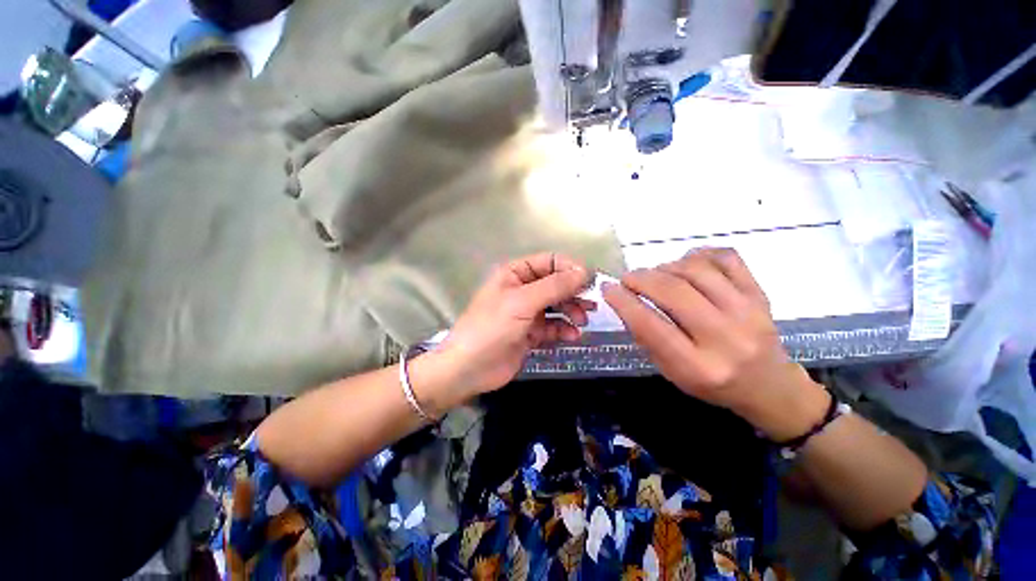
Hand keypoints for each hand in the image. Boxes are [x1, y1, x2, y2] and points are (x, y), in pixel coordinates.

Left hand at [434, 252, 594, 398]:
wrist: (470, 369)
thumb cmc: (492, 327)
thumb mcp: (522, 302)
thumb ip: (554, 286)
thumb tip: (584, 271)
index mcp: (515, 273)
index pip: (550, 262)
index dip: (571, 269)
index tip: (591, 282)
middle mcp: (522, 289)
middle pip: (556, 284)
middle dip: (574, 293)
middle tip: (591, 305)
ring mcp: (527, 312)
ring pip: (557, 306)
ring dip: (572, 311)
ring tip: (582, 321)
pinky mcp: (530, 333)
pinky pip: (553, 326)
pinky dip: (564, 330)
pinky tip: (571, 336)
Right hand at [602, 248, 827, 440]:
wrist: (769, 385)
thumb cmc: (712, 383)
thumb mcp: (671, 371)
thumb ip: (646, 337)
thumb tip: (624, 301)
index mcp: (698, 366)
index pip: (651, 325)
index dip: (623, 302)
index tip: (607, 288)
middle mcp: (726, 338)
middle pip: (674, 292)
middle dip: (641, 278)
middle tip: (627, 278)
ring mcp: (749, 311)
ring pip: (696, 270)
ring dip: (665, 267)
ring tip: (656, 275)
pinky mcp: (761, 293)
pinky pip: (726, 258)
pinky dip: (698, 254)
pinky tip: (686, 264)